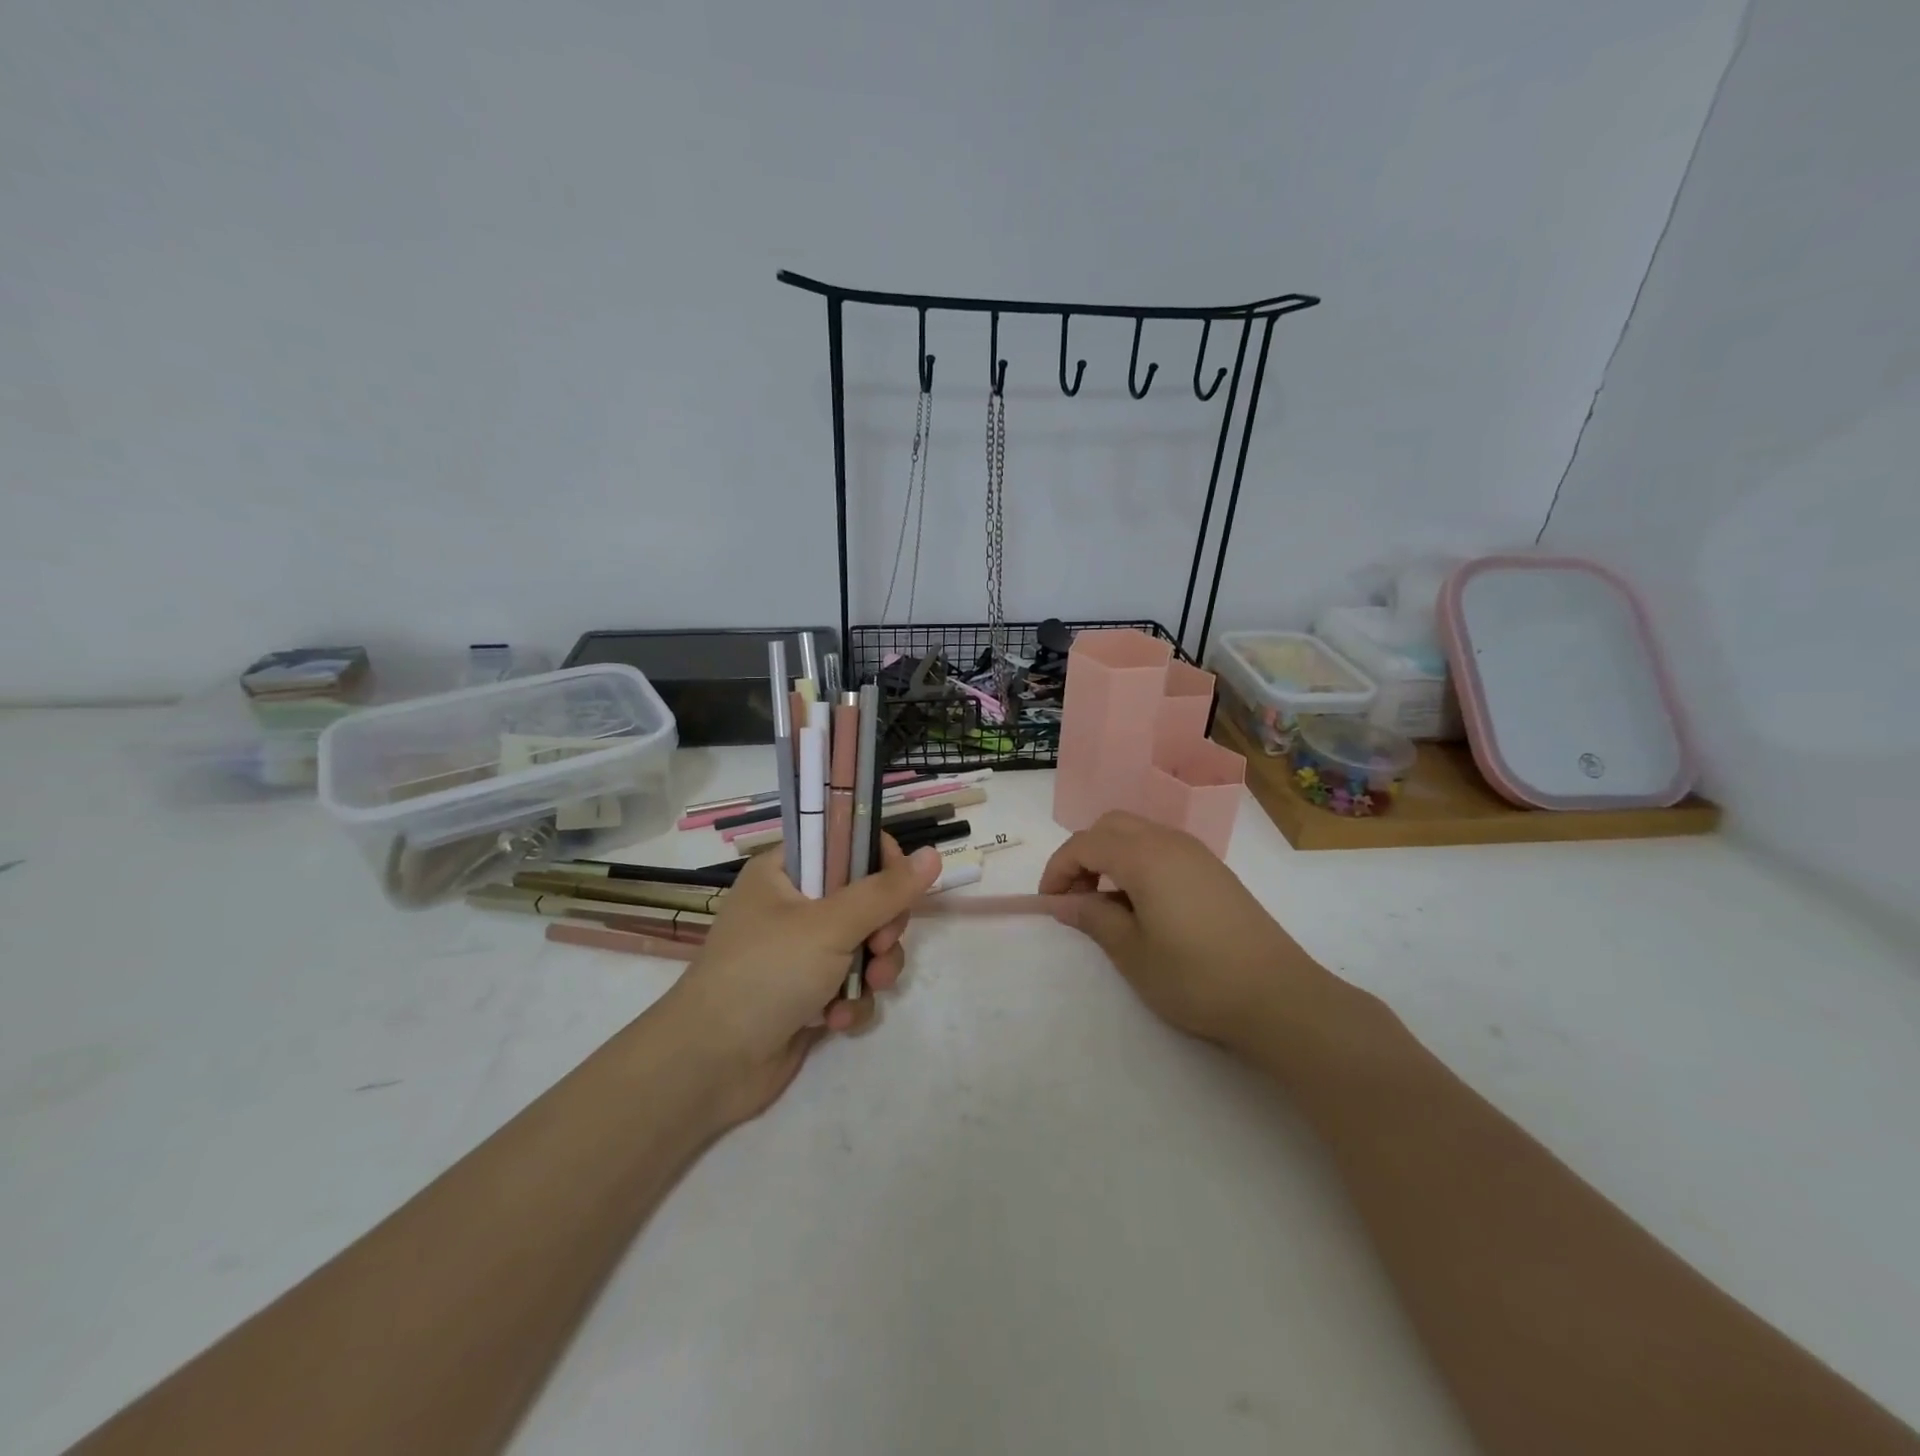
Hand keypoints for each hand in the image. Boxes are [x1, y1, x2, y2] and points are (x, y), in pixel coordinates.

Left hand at [660, 835, 942, 1124]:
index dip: (880, 862)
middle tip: (881, 945)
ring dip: (874, 969)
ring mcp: (800, 953)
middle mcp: (793, 906)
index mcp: (784, 872)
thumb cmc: (765, 974)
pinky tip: (835, 1022)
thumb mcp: (830, 925)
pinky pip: (851, 984)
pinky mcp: (808, 994)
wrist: (710, 1065)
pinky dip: (851, 1001)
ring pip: (865, 945)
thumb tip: (933, 853)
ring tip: (866, 989)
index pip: (846, 843)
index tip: (899, 889)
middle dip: (883, 928)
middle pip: (865, 898)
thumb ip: (886, 891)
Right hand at [1039, 812, 1335, 1059]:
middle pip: (1111, 826)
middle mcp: (1170, 841)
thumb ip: (1093, 918)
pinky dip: (1138, 863)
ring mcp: (1197, 854)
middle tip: (1076, 897)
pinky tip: (1143, 905)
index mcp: (1144, 856)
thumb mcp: (1132, 953)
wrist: (1278, 996)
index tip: (1050, 904)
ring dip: (1111, 856)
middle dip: (1084, 854)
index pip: (1085, 843)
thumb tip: (1064, 902)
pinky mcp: (1214, 871)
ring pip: (1139, 833)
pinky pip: (1162, 848)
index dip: (1059, 869)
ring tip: (1106, 904)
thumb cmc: (1195, 977)